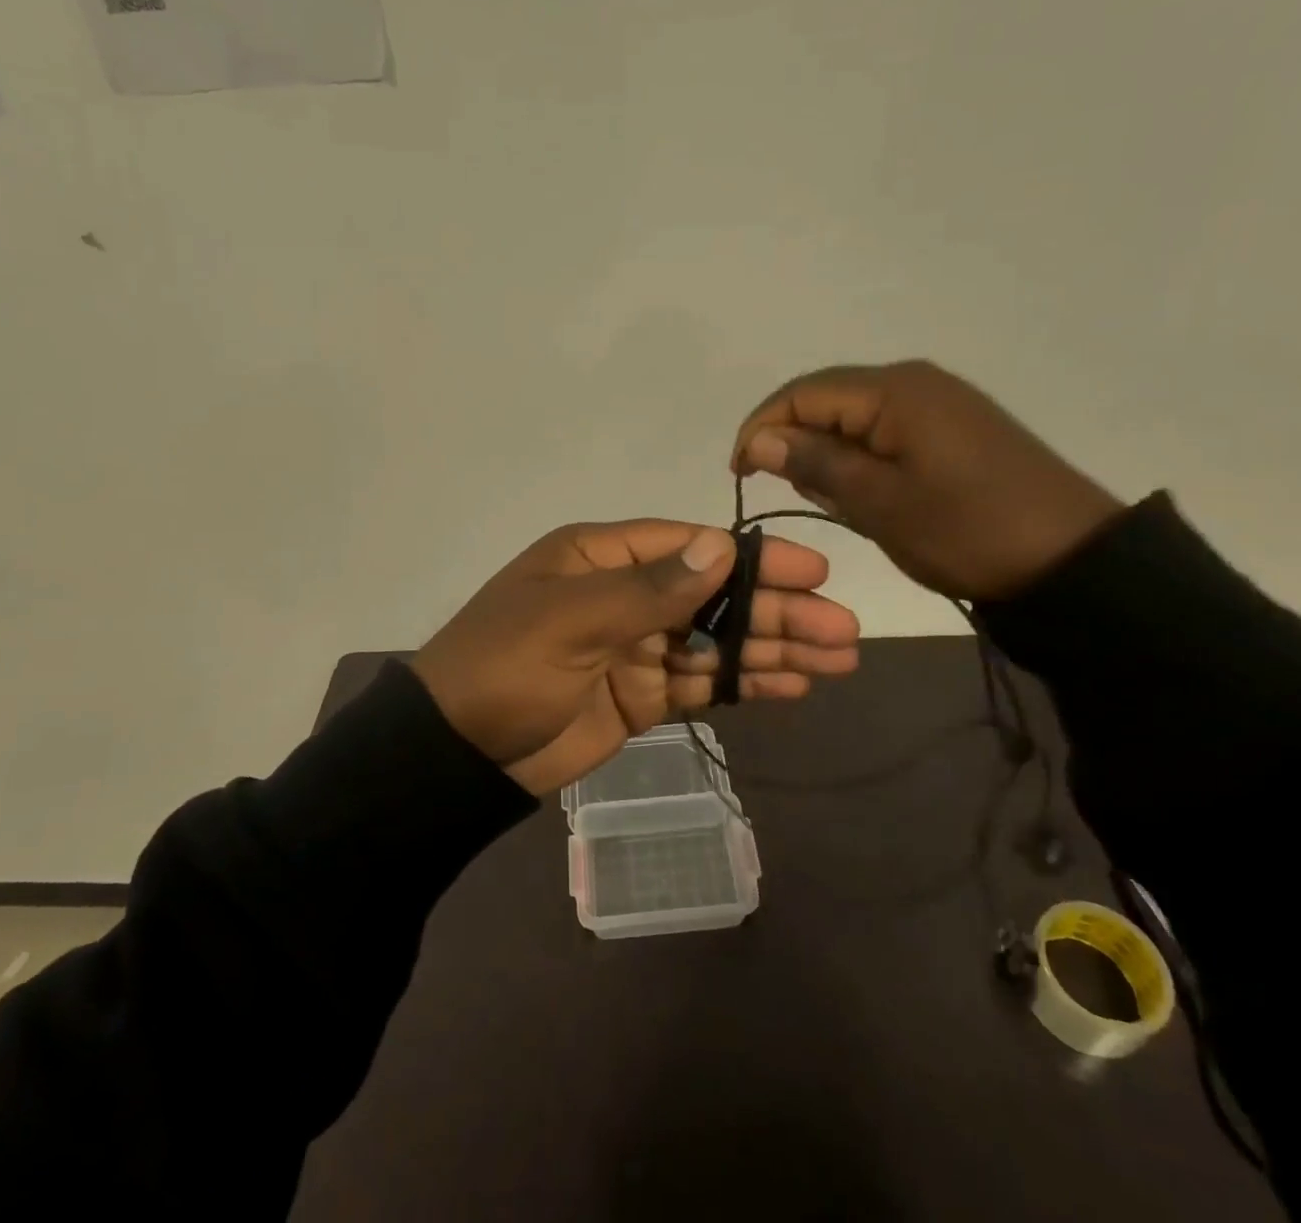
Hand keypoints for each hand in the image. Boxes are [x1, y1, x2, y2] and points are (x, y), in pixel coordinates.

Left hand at [410, 520, 858, 795]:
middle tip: (843, 627)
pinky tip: (793, 686)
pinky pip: (702, 683)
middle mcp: (626, 594)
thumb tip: (722, 546)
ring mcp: (637, 647)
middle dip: (777, 609)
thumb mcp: (572, 618)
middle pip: (715, 595)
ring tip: (838, 658)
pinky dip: (744, 683)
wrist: (457, 753)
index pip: (691, 547)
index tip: (813, 570)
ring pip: (717, 641)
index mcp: (603, 557)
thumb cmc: (505, 666)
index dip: (752, 558)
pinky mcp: (642, 696)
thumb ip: (649, 588)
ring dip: (773, 648)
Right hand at [732, 361, 1122, 601]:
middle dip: (798, 443)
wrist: (1073, 560)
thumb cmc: (967, 531)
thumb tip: (758, 439)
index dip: (761, 428)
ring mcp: (939, 402)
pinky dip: (863, 460)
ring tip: (841, 503)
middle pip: (828, 400)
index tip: (740, 474)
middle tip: (798, 496)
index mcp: (894, 391)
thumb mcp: (880, 502)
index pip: (802, 393)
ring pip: (856, 418)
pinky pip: (886, 431)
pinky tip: (871, 494)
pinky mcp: (955, 427)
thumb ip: (815, 463)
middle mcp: (914, 381)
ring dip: (833, 455)